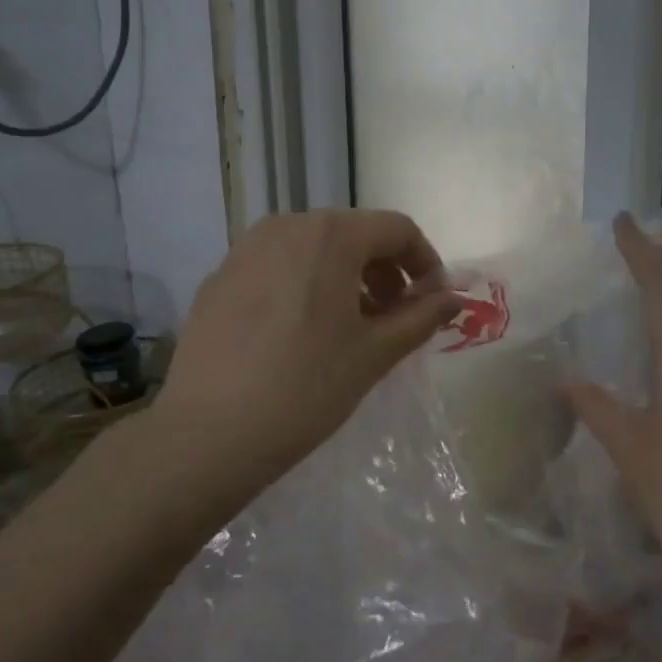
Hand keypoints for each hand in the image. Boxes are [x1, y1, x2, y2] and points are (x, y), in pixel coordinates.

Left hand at [155, 209, 458, 481]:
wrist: (207, 435)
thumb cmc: (306, 388)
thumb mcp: (375, 353)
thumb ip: (422, 316)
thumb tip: (453, 298)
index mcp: (330, 234)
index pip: (397, 229)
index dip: (425, 261)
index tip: (433, 301)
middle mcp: (287, 226)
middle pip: (354, 234)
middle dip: (385, 270)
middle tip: (394, 318)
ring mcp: (245, 249)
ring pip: (313, 248)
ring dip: (345, 277)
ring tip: (350, 327)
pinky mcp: (218, 277)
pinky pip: (277, 266)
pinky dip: (304, 285)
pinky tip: (300, 334)